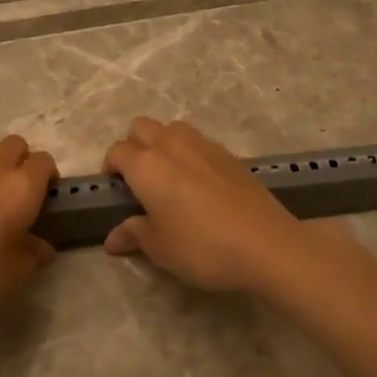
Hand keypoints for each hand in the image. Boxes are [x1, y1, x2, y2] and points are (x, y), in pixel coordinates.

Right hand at [102, 119, 314, 293]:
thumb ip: (133, 235)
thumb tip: (112, 238)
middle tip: (139, 180)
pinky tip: (199, 184)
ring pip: (171, 129)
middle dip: (133, 146)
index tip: (115, 192)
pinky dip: (189, 153)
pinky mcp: (229, 154)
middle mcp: (171, 145)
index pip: (117, 152)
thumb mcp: (160, 248)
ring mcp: (203, 145)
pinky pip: (198, 142)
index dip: (110, 169)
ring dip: (162, 144)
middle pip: (141, 127)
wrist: (266, 244)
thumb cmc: (202, 247)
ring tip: (168, 177)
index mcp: (146, 165)